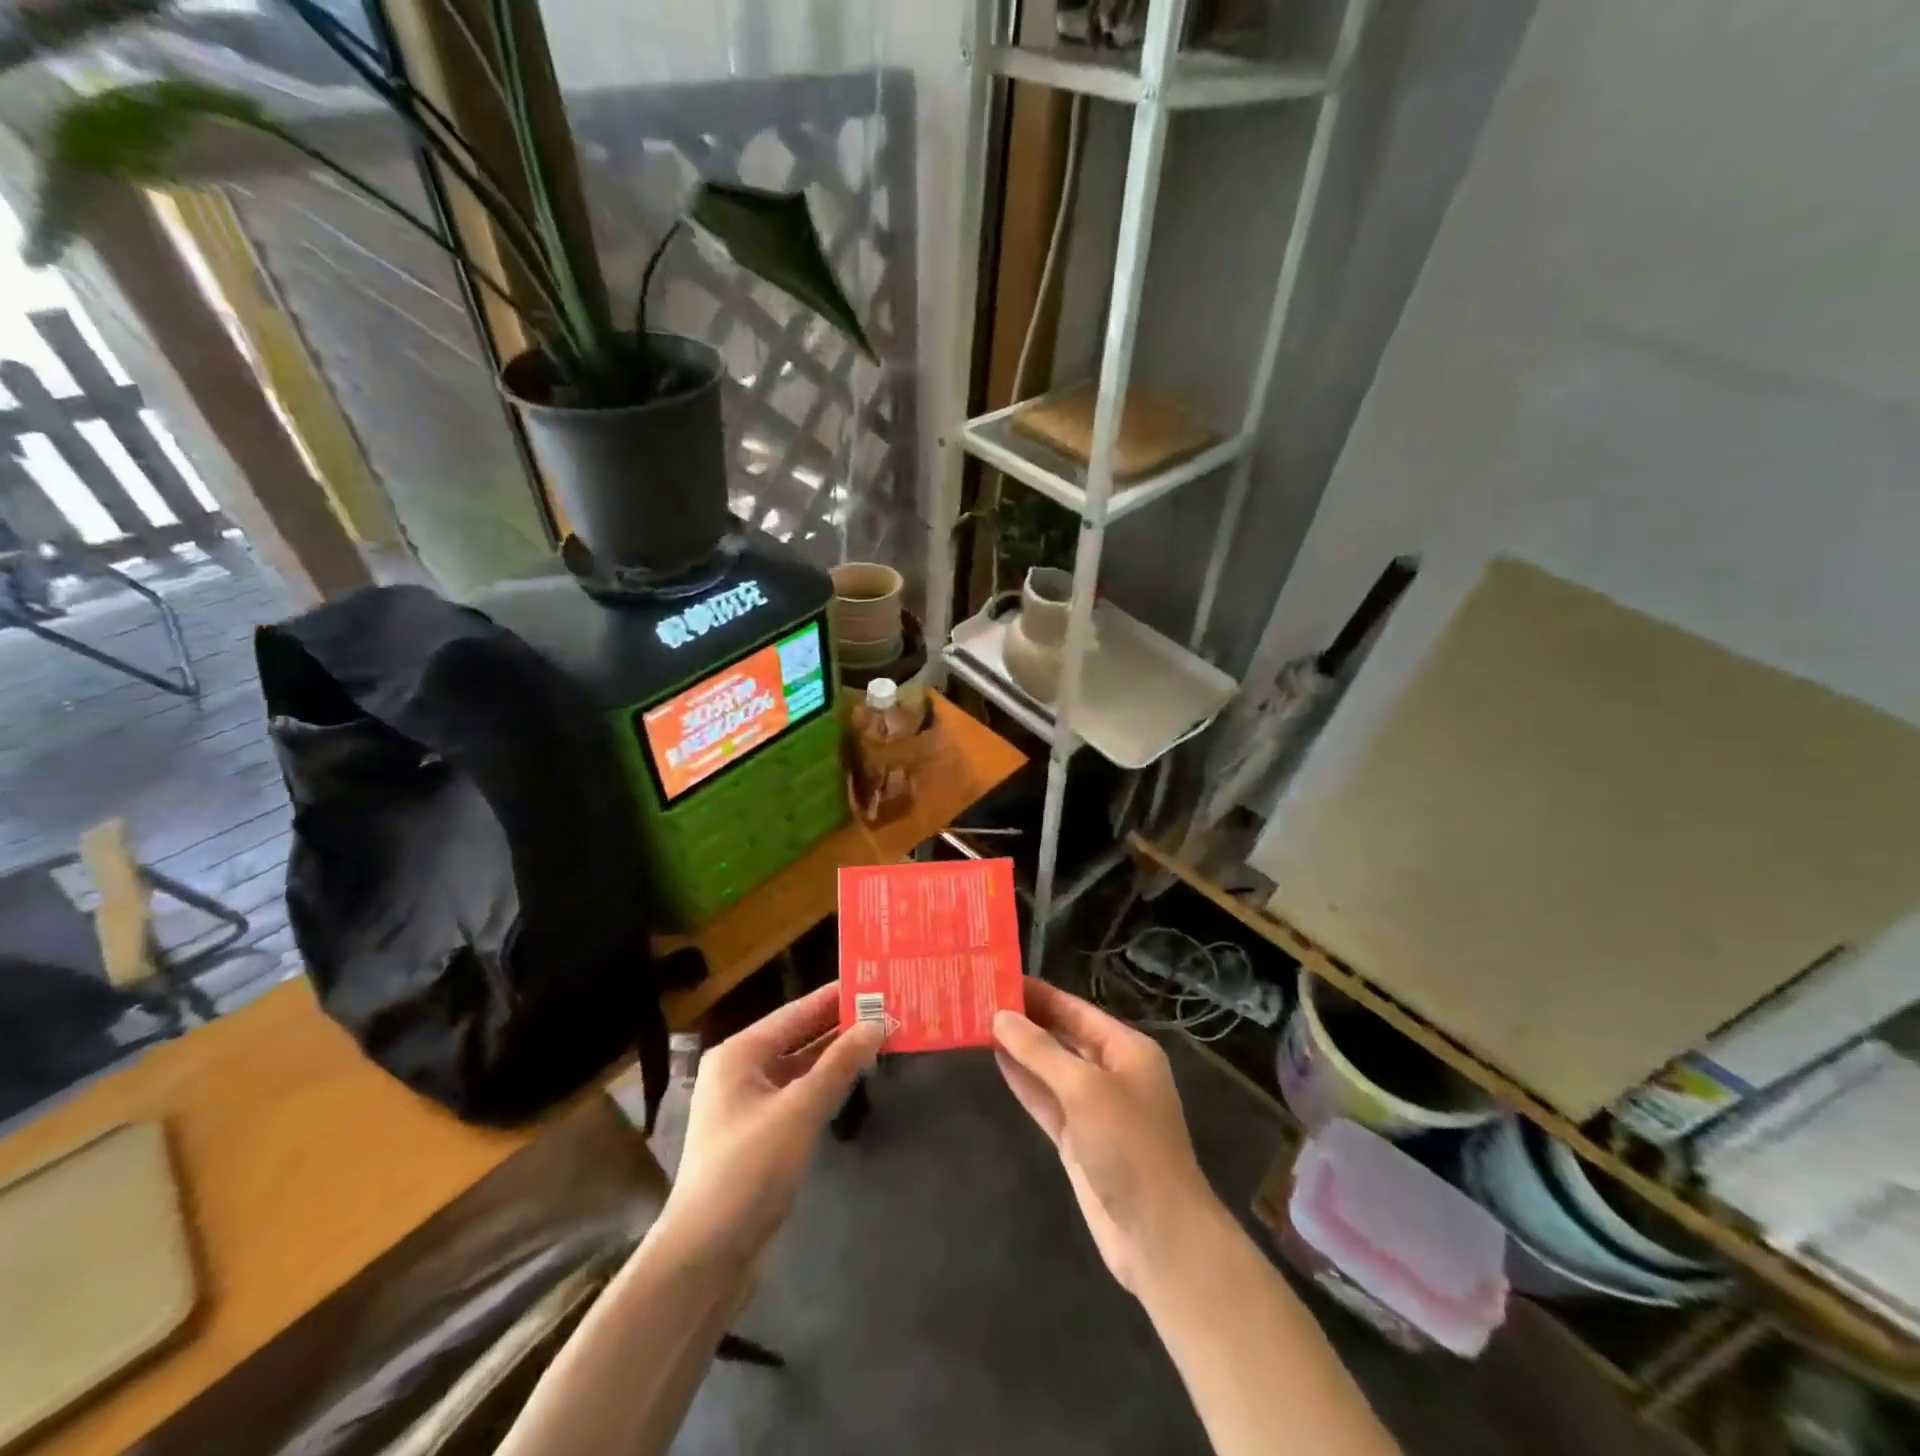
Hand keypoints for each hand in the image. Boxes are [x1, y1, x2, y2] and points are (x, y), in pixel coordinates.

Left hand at [657, 984, 882, 1263]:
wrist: (706, 1257)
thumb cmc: (748, 1170)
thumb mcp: (799, 1111)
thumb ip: (840, 1064)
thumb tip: (878, 1022)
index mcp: (739, 1054)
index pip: (796, 1012)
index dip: (835, 997)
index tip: (875, 980)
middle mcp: (741, 1071)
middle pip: (798, 1036)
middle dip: (840, 1025)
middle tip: (887, 1007)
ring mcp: (750, 1104)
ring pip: (801, 1066)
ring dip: (837, 1055)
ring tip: (881, 1036)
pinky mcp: (762, 1134)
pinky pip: (800, 1094)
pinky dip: (827, 1083)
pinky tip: (857, 1077)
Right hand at [993, 979, 1220, 1294]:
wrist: (1157, 1234)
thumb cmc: (1129, 1145)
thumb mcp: (1084, 1089)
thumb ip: (1041, 1051)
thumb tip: (1001, 1017)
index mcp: (1127, 1049)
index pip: (1076, 1010)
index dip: (1040, 994)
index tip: (1002, 976)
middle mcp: (1112, 1071)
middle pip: (1064, 1036)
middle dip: (1027, 1019)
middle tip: (982, 997)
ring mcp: (1094, 1107)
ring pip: (1051, 1068)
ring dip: (1021, 1049)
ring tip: (980, 1022)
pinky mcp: (1078, 1139)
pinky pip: (1047, 1100)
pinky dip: (1024, 1082)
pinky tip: (997, 1061)